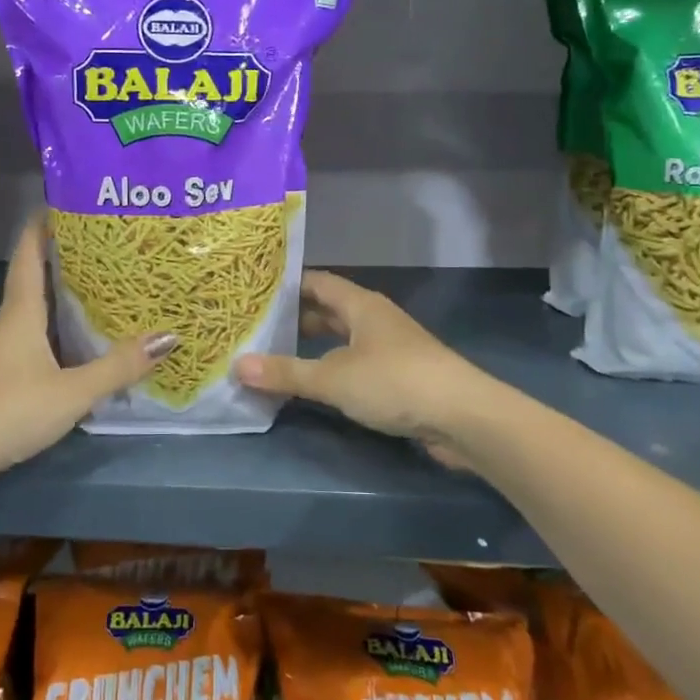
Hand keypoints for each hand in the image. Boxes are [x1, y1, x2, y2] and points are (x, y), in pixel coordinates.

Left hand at [0, 218, 175, 478]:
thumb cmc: (9, 411)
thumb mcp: (73, 391)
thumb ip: (119, 366)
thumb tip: (169, 336)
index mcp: (21, 313)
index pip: (28, 254)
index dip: (42, 224)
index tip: (64, 200)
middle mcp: (7, 324)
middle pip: (33, 280)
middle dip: (64, 259)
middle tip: (105, 247)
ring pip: (33, 313)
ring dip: (61, 298)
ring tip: (101, 291)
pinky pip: (32, 339)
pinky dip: (55, 331)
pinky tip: (77, 346)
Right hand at [234, 271, 488, 464]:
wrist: (463, 417)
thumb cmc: (395, 382)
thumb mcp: (333, 377)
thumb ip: (286, 373)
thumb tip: (236, 366)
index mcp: (361, 305)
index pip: (317, 282)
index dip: (287, 285)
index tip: (254, 292)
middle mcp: (375, 319)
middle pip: (329, 310)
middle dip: (295, 318)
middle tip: (256, 328)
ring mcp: (390, 348)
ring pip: (343, 339)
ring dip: (314, 347)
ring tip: (276, 356)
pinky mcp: (400, 376)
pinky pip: (356, 364)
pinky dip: (333, 370)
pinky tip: (314, 386)